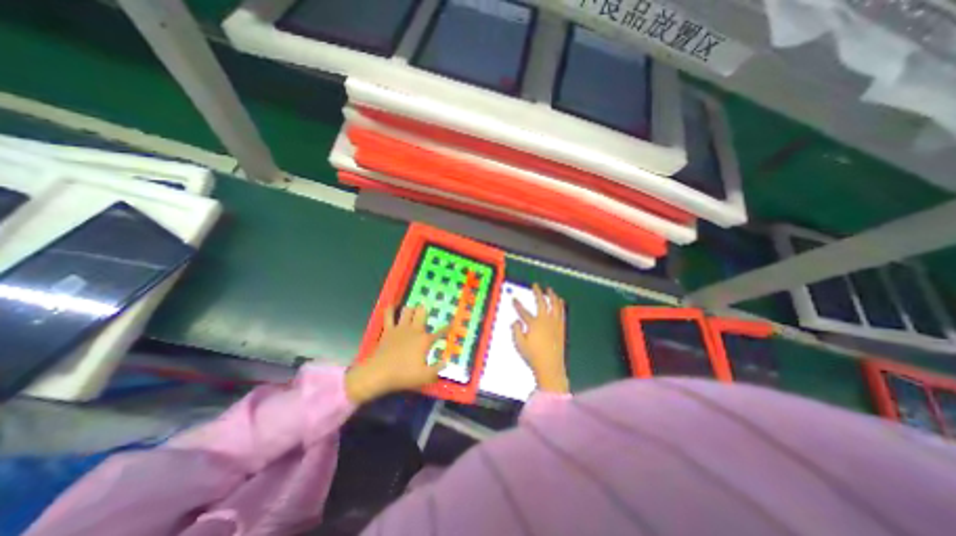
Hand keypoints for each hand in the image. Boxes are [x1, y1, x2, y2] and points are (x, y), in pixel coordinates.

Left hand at [346, 303, 449, 403]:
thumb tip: (446, 362)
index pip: (440, 332)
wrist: (379, 373)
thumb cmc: (404, 375)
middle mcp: (414, 330)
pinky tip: (391, 306)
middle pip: (422, 313)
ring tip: (412, 310)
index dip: (447, 327)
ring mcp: (400, 328)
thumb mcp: (425, 376)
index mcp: (425, 340)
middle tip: (425, 311)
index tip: (452, 322)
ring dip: (410, 309)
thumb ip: (437, 369)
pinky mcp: (388, 330)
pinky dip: (390, 309)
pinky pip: (388, 315)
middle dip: (425, 310)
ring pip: (407, 311)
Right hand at [515, 285, 565, 392]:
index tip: (514, 299)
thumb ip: (516, 331)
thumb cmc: (533, 356)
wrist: (550, 366)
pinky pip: (561, 312)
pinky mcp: (561, 328)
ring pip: (554, 305)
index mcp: (534, 324)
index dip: (518, 305)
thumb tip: (515, 321)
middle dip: (538, 292)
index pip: (523, 312)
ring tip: (550, 290)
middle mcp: (545, 321)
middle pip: (541, 303)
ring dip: (552, 296)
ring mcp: (555, 324)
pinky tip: (560, 301)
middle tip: (536, 285)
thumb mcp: (519, 344)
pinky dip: (560, 304)